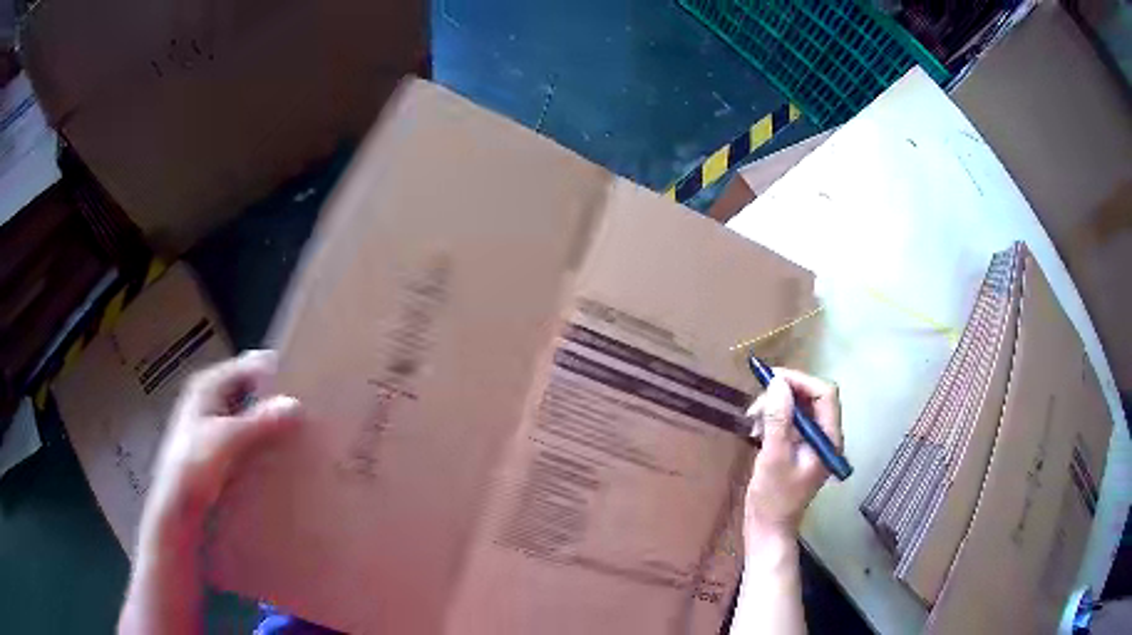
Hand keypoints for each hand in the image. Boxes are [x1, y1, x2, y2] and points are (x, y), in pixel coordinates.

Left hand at [144, 350, 300, 532]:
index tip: (304, 389)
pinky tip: (279, 455)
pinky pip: (247, 435)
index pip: (250, 365)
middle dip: (275, 400)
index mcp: (208, 384)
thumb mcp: (227, 441)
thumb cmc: (194, 466)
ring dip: (269, 423)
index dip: (275, 373)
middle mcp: (211, 397)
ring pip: (250, 413)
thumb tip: (296, 404)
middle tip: (306, 415)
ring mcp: (213, 422)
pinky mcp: (219, 447)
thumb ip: (260, 422)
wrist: (177, 508)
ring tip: (298, 435)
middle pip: (250, 388)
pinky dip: (262, 440)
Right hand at [743, 369, 841, 548]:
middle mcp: (826, 436)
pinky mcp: (799, 447)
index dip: (800, 381)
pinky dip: (773, 419)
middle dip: (784, 394)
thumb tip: (777, 383)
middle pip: (812, 397)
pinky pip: (790, 421)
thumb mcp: (774, 457)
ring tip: (752, 420)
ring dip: (775, 406)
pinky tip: (757, 431)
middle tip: (756, 404)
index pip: (824, 393)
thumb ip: (778, 419)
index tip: (771, 380)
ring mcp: (812, 442)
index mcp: (829, 438)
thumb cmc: (774, 498)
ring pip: (799, 407)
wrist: (768, 529)